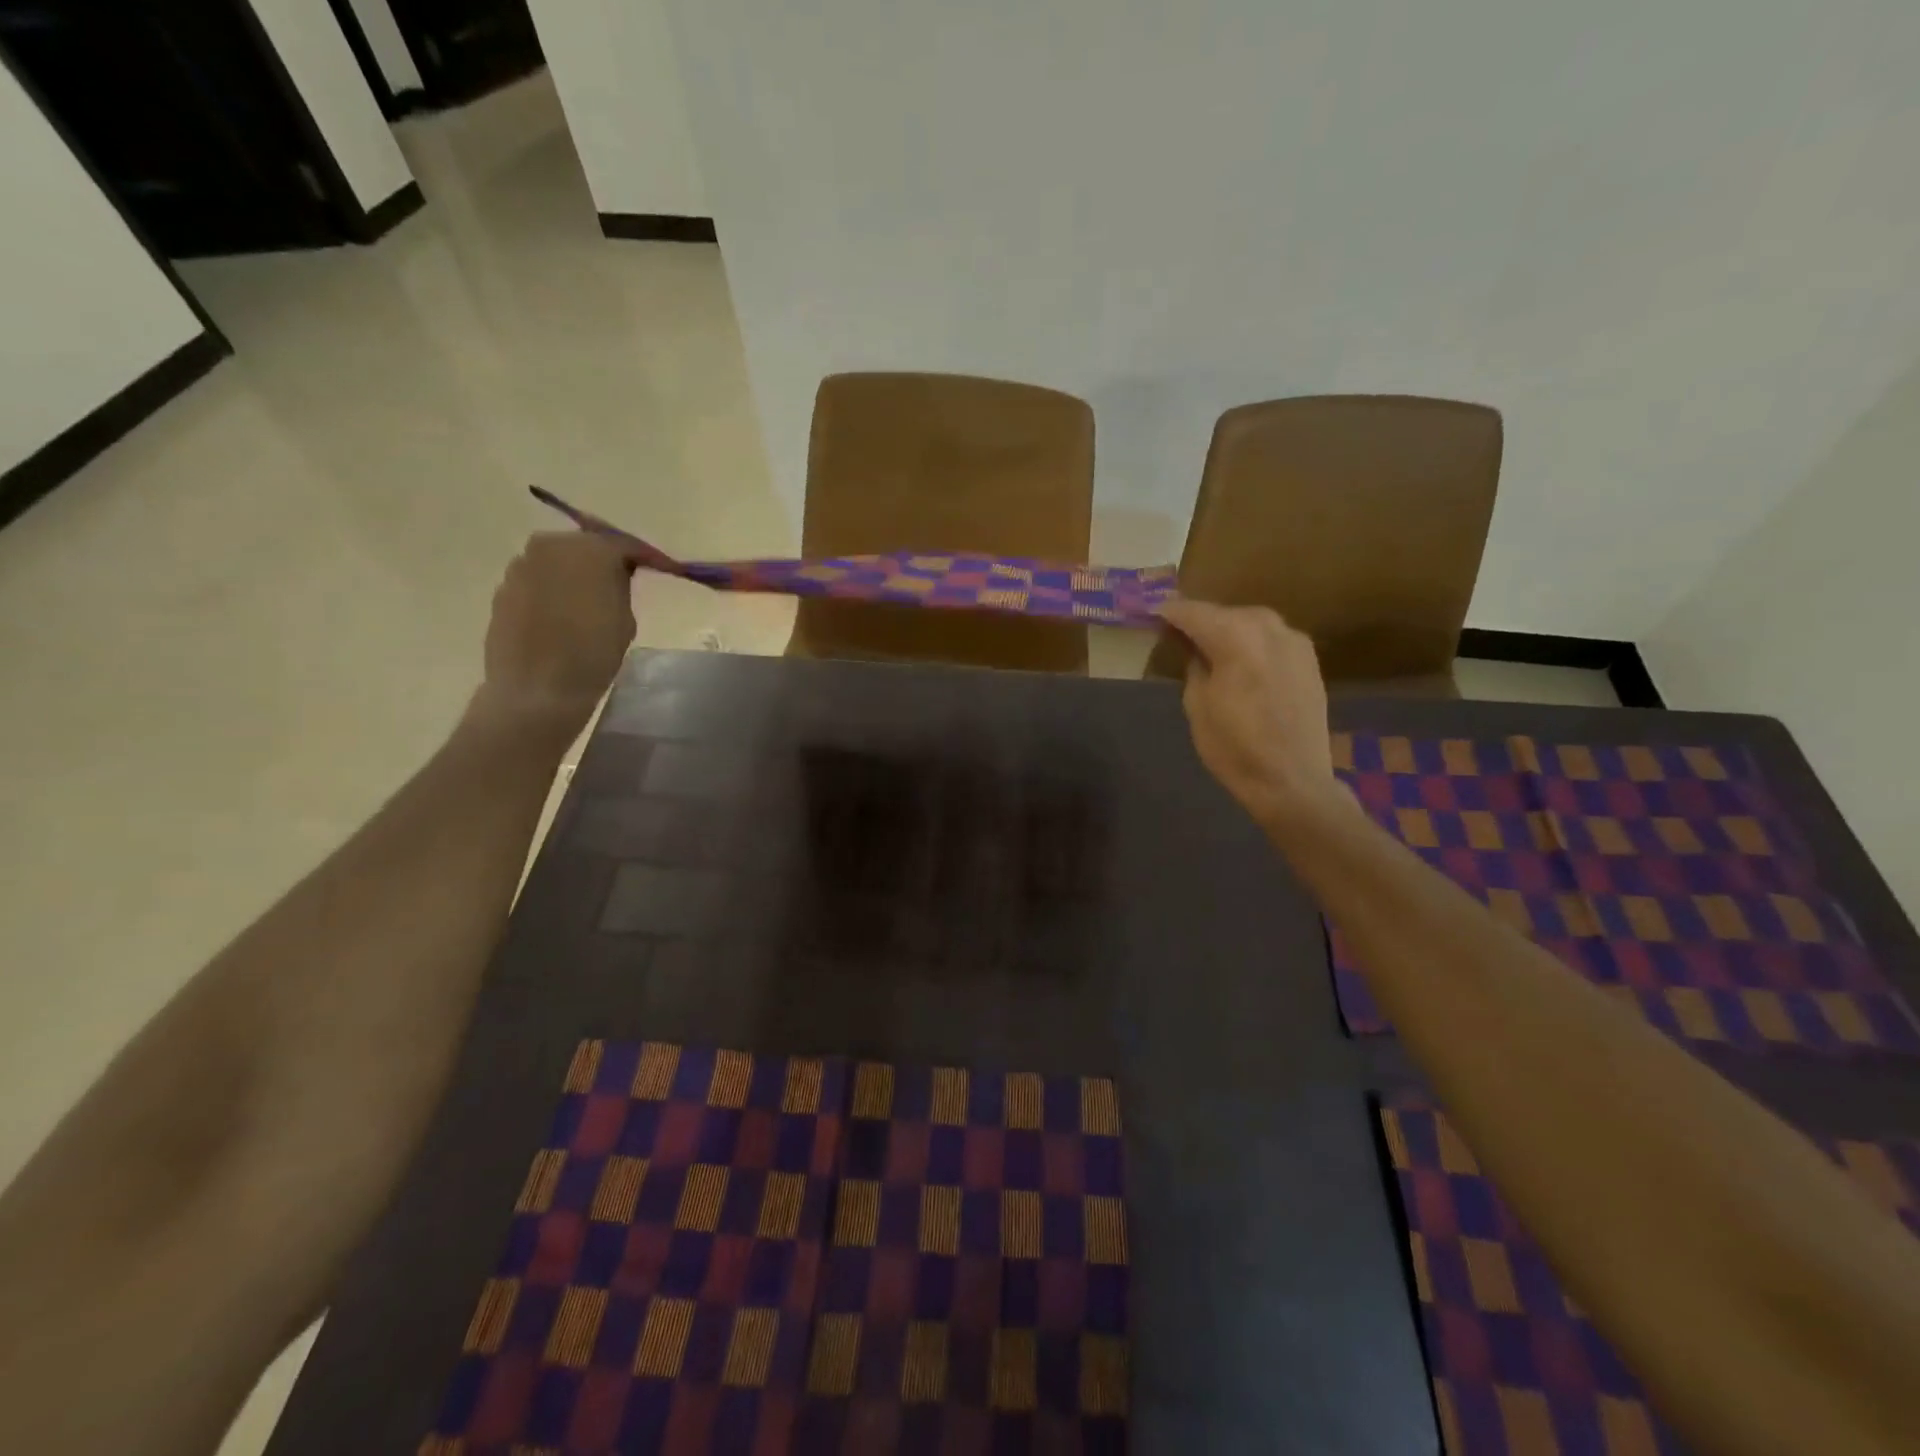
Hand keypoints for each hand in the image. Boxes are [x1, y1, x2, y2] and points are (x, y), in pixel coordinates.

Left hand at [471, 532, 636, 740]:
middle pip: (585, 545)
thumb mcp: (625, 618)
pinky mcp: (503, 588)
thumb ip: (620, 586)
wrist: (537, 689)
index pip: (623, 543)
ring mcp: (521, 566)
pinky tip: (563, 616)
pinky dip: (553, 590)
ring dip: (575, 574)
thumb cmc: (593, 653)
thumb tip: (614, 574)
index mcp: (588, 550)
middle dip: (603, 560)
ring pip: (558, 562)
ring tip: (589, 602)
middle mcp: (550, 546)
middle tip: (620, 583)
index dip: (643, 556)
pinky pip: (538, 581)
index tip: (658, 568)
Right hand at [1158, 600, 1348, 831]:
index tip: (1151, 614)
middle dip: (1201, 620)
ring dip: (1228, 629)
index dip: (1169, 613)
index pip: (1193, 612)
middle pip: (1225, 612)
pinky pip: (1272, 638)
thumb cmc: (1234, 747)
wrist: (1292, 780)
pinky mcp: (1309, 659)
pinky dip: (1252, 642)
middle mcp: (1268, 628)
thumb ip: (1194, 666)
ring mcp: (1295, 641)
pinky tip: (1241, 660)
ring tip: (1208, 646)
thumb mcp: (1197, 705)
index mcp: (1235, 637)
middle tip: (1178, 633)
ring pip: (1252, 622)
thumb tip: (1194, 649)